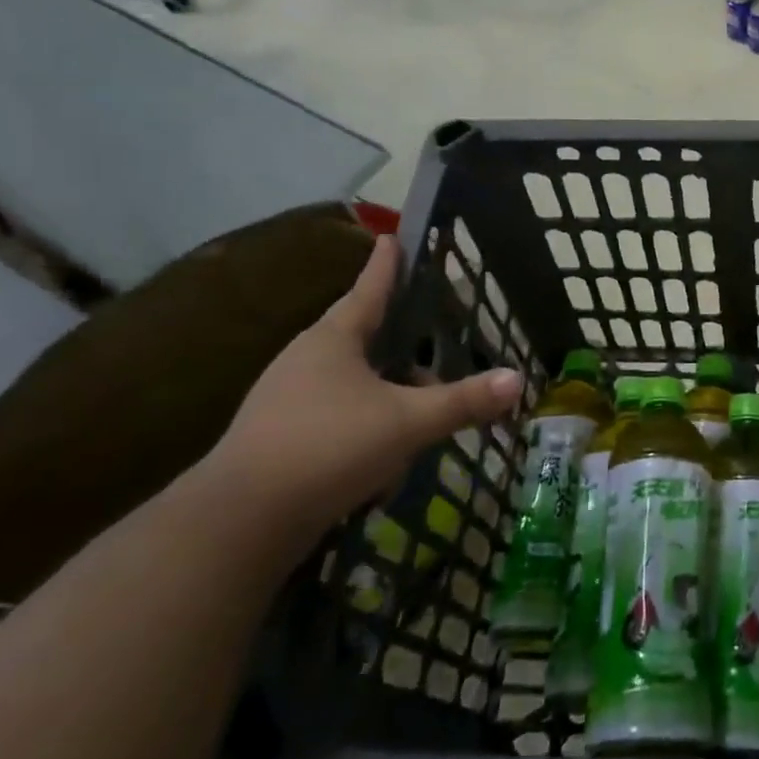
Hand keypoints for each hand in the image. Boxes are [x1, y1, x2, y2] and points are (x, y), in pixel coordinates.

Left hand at [201, 235, 522, 539]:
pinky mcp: (279, 439)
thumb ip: (464, 401)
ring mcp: (287, 401)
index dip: (386, 265)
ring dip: (386, 396)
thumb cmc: (329, 446)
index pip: (368, 290)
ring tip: (418, 417)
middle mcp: (305, 361)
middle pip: (361, 338)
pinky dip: (366, 431)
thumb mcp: (407, 422)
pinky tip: (384, 463)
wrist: (241, 521)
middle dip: (398, 344)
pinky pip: (337, 420)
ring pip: (352, 384)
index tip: (391, 237)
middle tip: (429, 344)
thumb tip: (517, 379)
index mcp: (333, 340)